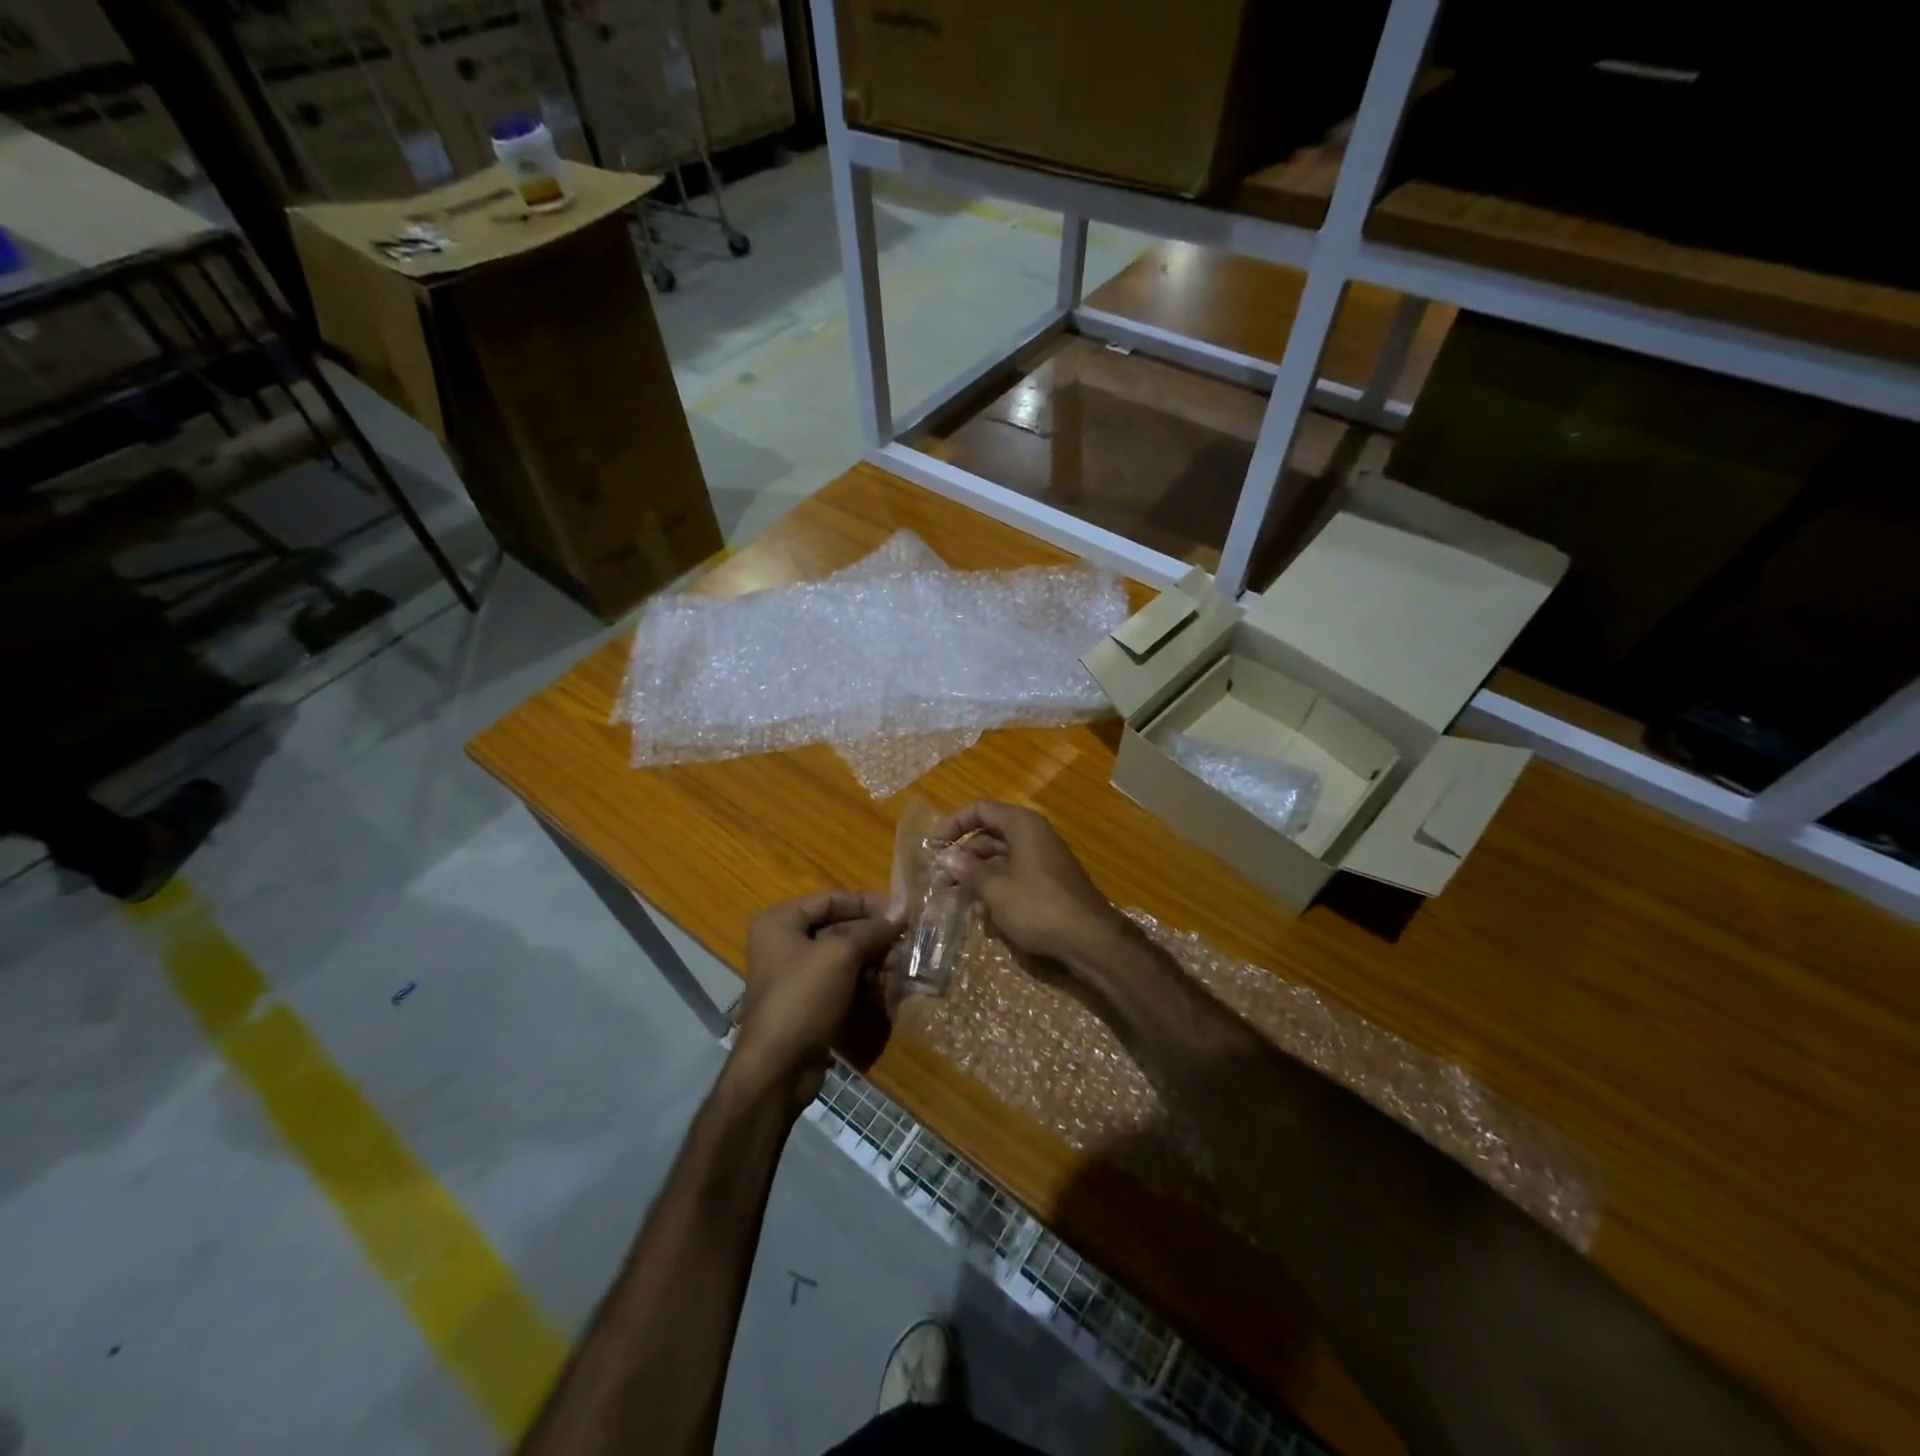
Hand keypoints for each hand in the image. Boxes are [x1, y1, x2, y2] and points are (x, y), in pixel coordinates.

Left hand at [732, 892, 902, 1111]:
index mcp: (781, 922)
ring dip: (874, 961)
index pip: (831, 900)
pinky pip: (841, 982)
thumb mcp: (841, 954)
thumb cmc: (804, 997)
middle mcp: (784, 943)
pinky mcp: (808, 1003)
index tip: (901, 910)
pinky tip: (889, 989)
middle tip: (908, 941)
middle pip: (838, 928)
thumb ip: (872, 929)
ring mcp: (795, 976)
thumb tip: (903, 908)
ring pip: (844, 957)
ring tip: (903, 967)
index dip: (867, 903)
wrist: (778, 1068)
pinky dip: (864, 983)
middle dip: (874, 936)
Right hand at [931, 802, 1129, 973]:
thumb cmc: (1038, 907)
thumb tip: (945, 856)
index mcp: (1022, 825)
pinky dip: (1000, 893)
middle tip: (943, 881)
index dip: (954, 824)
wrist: (1090, 939)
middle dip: (965, 858)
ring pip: (1001, 861)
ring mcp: (1044, 860)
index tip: (933, 846)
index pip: (981, 810)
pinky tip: (990, 921)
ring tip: (966, 905)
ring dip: (981, 881)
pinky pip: (1016, 879)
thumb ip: (968, 870)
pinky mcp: (1049, 883)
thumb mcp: (995, 889)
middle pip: (989, 837)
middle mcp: (1034, 835)